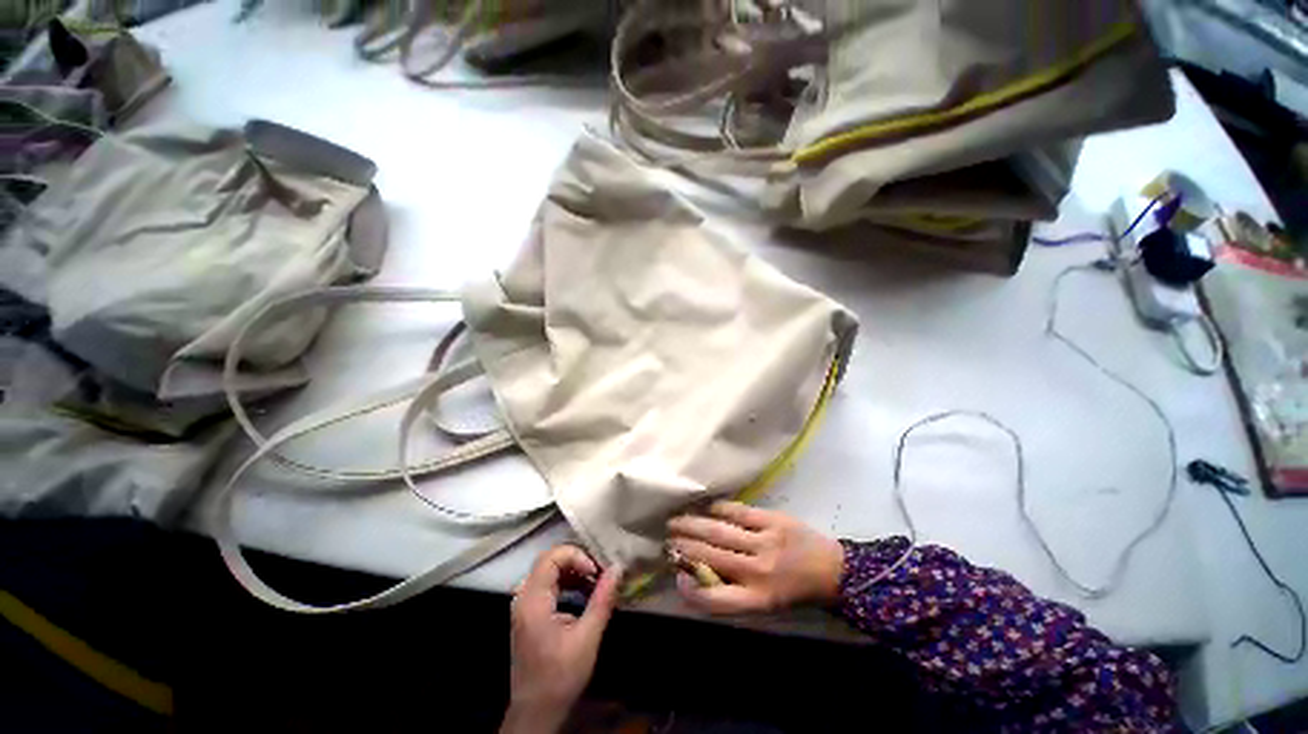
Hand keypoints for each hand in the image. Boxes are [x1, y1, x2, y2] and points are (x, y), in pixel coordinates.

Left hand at [502, 545, 621, 733]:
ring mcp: (523, 605)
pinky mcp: (528, 613)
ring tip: (596, 583)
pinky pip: (547, 585)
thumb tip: (618, 567)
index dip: (576, 556)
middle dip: (577, 562)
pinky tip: (584, 594)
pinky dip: (567, 584)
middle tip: (600, 573)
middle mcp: (523, 597)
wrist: (536, 712)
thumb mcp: (587, 637)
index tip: (596, 572)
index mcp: (532, 600)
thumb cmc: (561, 676)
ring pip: (548, 572)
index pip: (551, 557)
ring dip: (573, 572)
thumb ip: (602, 599)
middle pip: (549, 561)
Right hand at [668, 501, 843, 613]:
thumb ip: (733, 592)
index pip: (714, 598)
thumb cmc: (794, 591)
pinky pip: (738, 512)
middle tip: (667, 539)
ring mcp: (765, 542)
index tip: (675, 576)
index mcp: (757, 599)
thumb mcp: (765, 604)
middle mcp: (758, 571)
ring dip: (692, 525)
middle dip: (684, 546)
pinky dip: (718, 509)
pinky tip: (707, 508)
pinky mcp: (772, 520)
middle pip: (710, 556)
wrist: (832, 569)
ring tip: (676, 521)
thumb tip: (697, 575)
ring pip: (718, 531)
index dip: (689, 589)